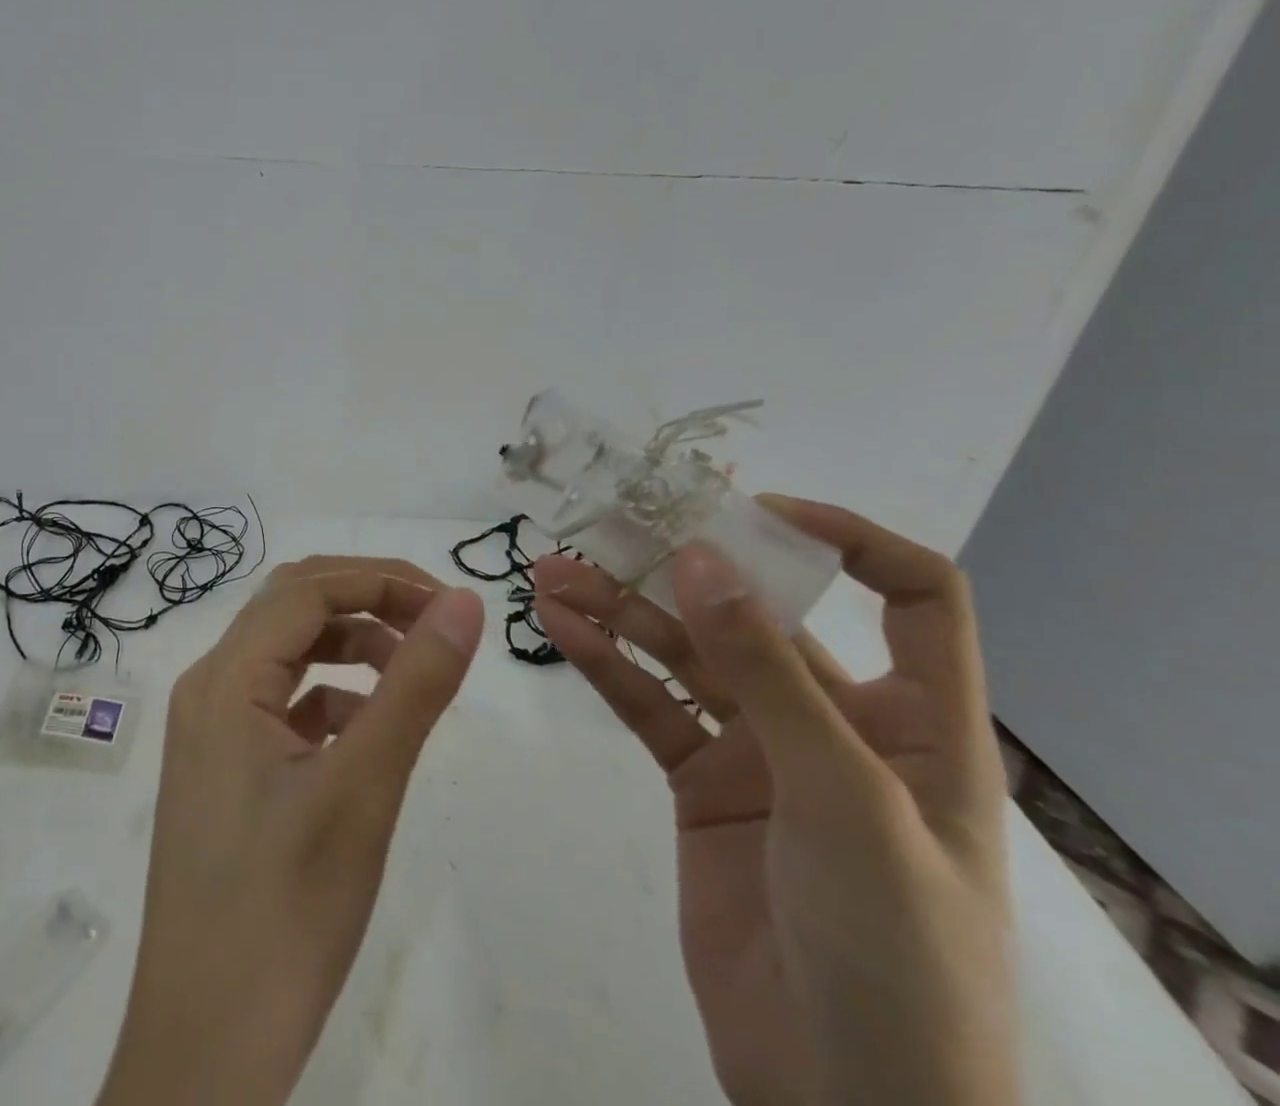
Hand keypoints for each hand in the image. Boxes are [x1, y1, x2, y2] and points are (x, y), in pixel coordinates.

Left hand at [97, 557, 483, 1105]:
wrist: (204, 1055)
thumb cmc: (285, 914)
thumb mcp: (364, 788)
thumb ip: (415, 685)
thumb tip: (462, 602)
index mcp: (225, 679)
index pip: (307, 589)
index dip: (381, 579)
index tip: (449, 604)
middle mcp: (208, 689)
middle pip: (291, 608)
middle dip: (366, 600)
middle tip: (434, 623)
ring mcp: (210, 731)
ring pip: (287, 653)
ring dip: (350, 646)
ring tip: (411, 675)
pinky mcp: (223, 769)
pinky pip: (281, 703)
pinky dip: (331, 695)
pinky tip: (368, 729)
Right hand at [534, 498, 1016, 1105]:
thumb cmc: (892, 953)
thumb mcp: (842, 799)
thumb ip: (766, 673)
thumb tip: (701, 559)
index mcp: (915, 720)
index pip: (911, 598)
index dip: (849, 540)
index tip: (754, 514)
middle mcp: (834, 721)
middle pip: (756, 615)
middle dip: (682, 570)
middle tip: (604, 529)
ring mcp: (759, 752)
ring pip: (685, 654)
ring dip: (622, 610)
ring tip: (552, 574)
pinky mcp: (700, 783)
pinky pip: (649, 705)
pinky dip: (606, 663)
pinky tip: (559, 628)